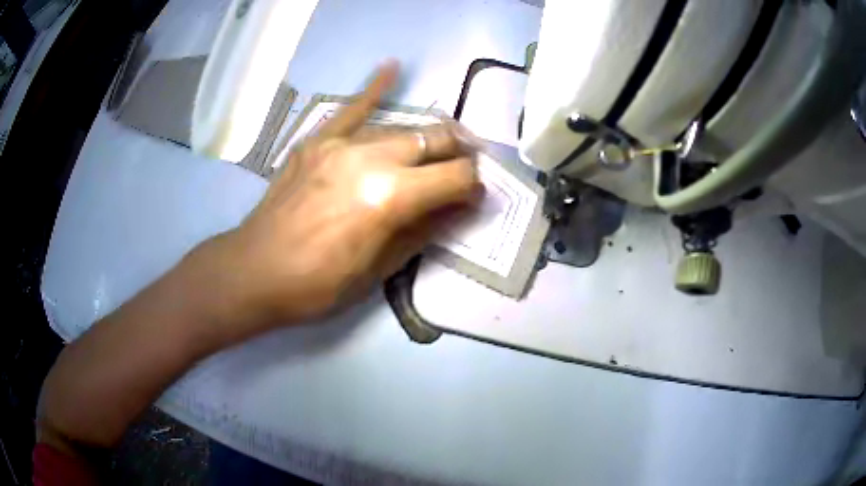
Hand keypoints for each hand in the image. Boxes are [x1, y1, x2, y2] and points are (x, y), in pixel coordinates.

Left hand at [195, 61, 479, 333]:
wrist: (256, 270)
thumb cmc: (319, 283)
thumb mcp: (381, 268)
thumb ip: (426, 229)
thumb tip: (462, 205)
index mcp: (391, 196)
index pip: (455, 176)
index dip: (473, 186)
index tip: (475, 197)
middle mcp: (372, 158)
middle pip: (434, 140)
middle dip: (460, 153)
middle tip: (466, 167)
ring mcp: (341, 143)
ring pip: (402, 128)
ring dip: (428, 136)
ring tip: (441, 144)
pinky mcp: (318, 140)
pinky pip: (351, 108)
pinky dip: (374, 87)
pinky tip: (392, 67)